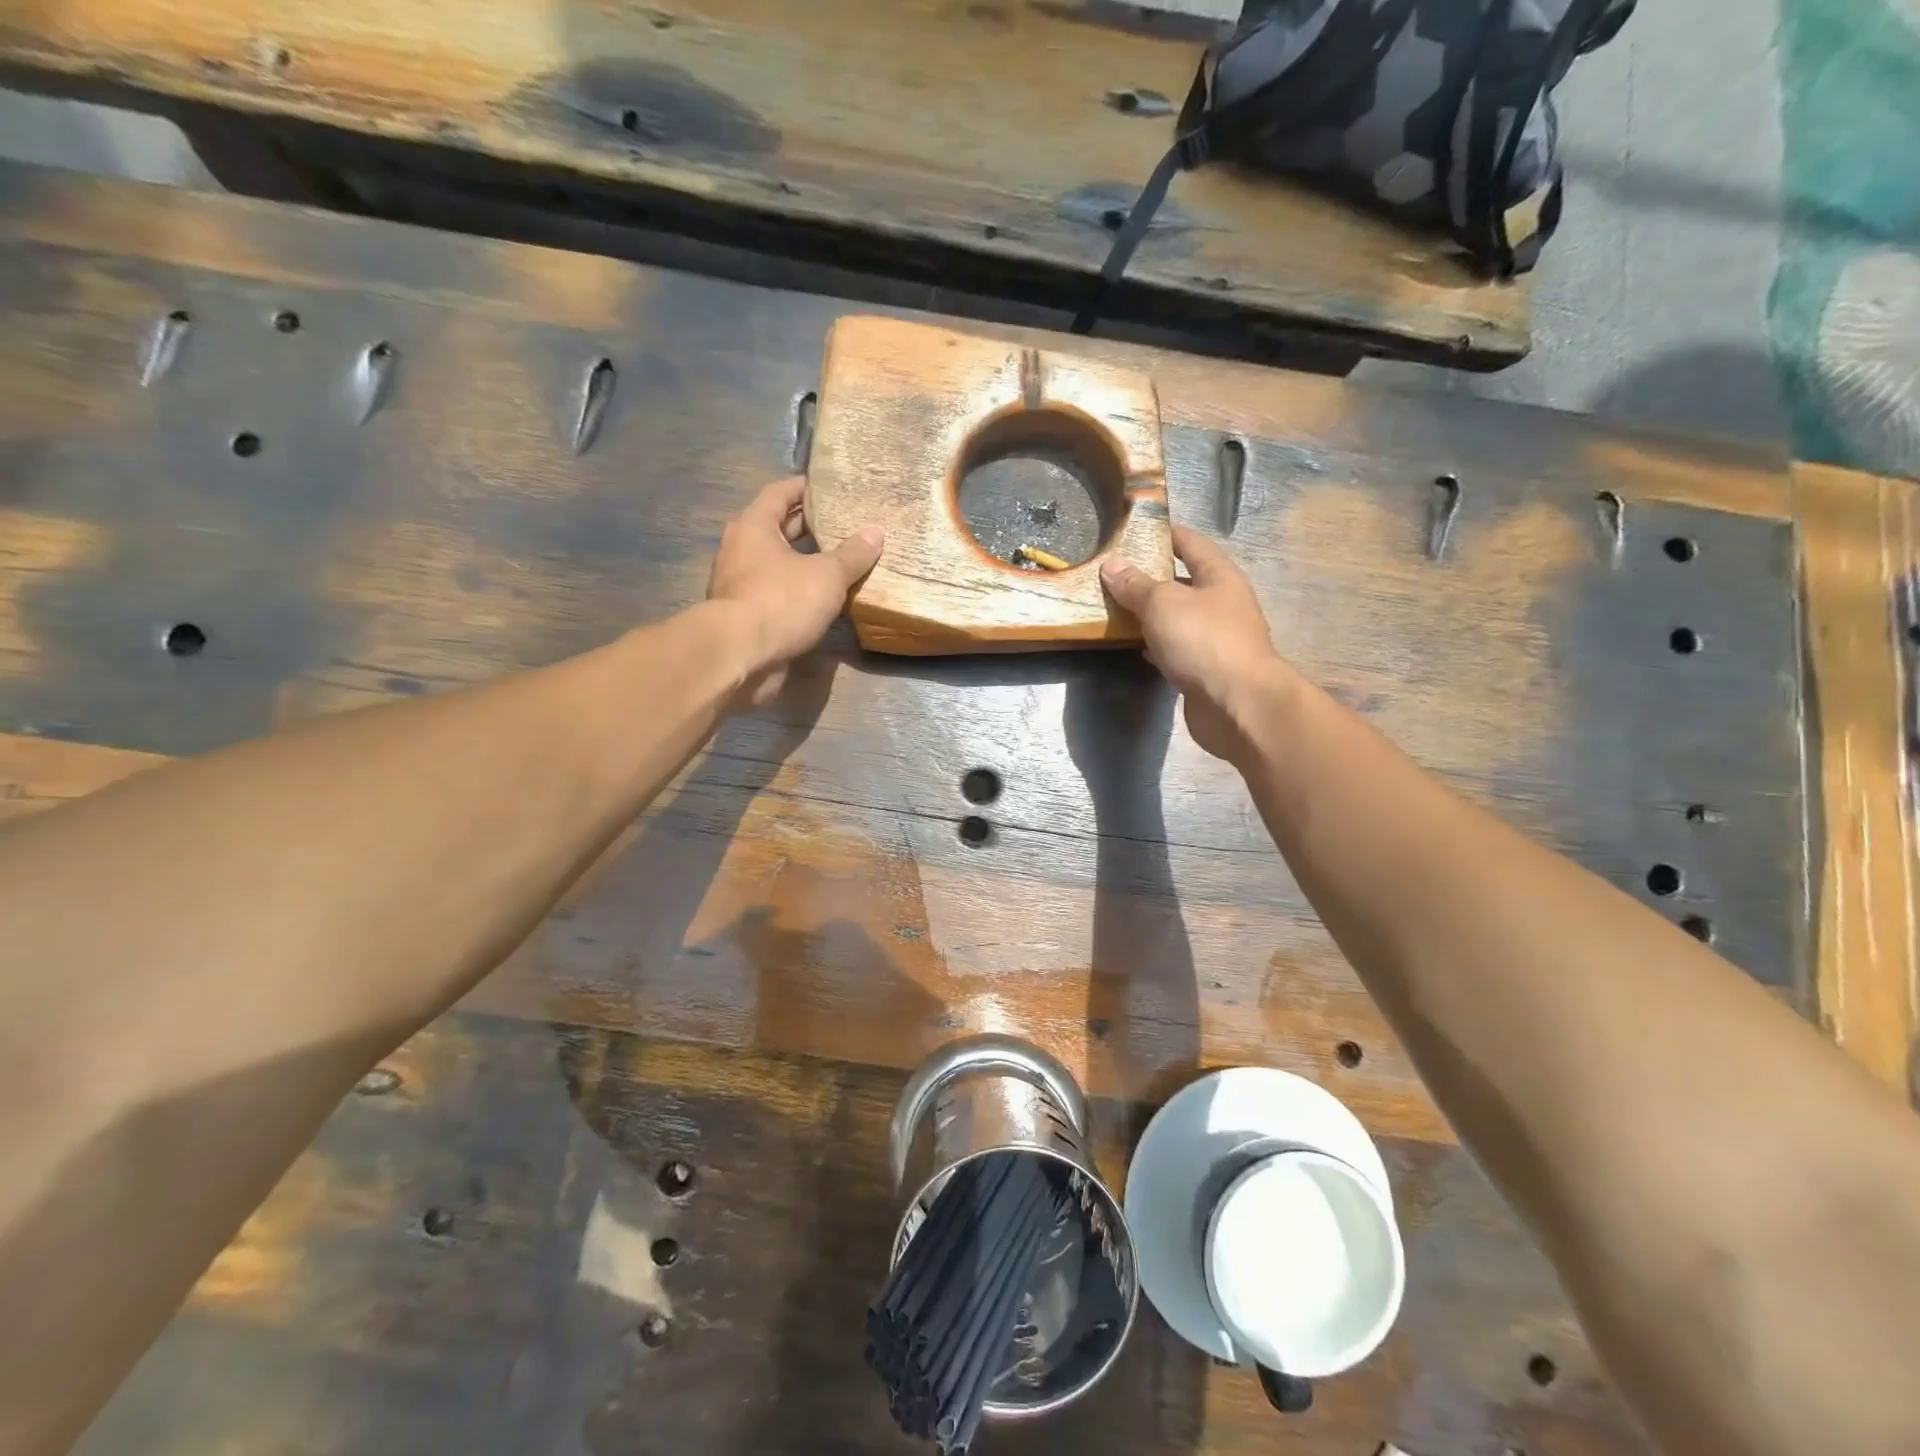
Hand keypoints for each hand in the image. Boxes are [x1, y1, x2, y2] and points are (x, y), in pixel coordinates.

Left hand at [708, 476, 882, 705]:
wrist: (739, 656)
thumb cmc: (781, 601)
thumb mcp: (827, 575)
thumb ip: (852, 554)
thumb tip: (875, 532)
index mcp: (754, 526)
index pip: (779, 493)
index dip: (804, 488)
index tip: (828, 487)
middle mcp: (740, 549)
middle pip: (776, 529)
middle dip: (806, 526)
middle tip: (840, 523)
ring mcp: (738, 585)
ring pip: (775, 564)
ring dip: (802, 562)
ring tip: (837, 562)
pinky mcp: (744, 616)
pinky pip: (775, 594)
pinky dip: (796, 592)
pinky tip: (821, 600)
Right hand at [1100, 526, 1288, 759]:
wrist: (1237, 704)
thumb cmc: (1204, 641)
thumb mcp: (1163, 604)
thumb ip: (1135, 585)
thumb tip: (1111, 564)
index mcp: (1220, 577)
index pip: (1192, 544)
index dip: (1167, 534)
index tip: (1139, 530)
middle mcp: (1222, 604)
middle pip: (1184, 582)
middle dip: (1152, 577)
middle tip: (1115, 573)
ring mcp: (1216, 639)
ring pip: (1178, 618)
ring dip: (1152, 614)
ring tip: (1116, 607)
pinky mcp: (1205, 670)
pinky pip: (1175, 649)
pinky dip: (1155, 645)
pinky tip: (1133, 646)